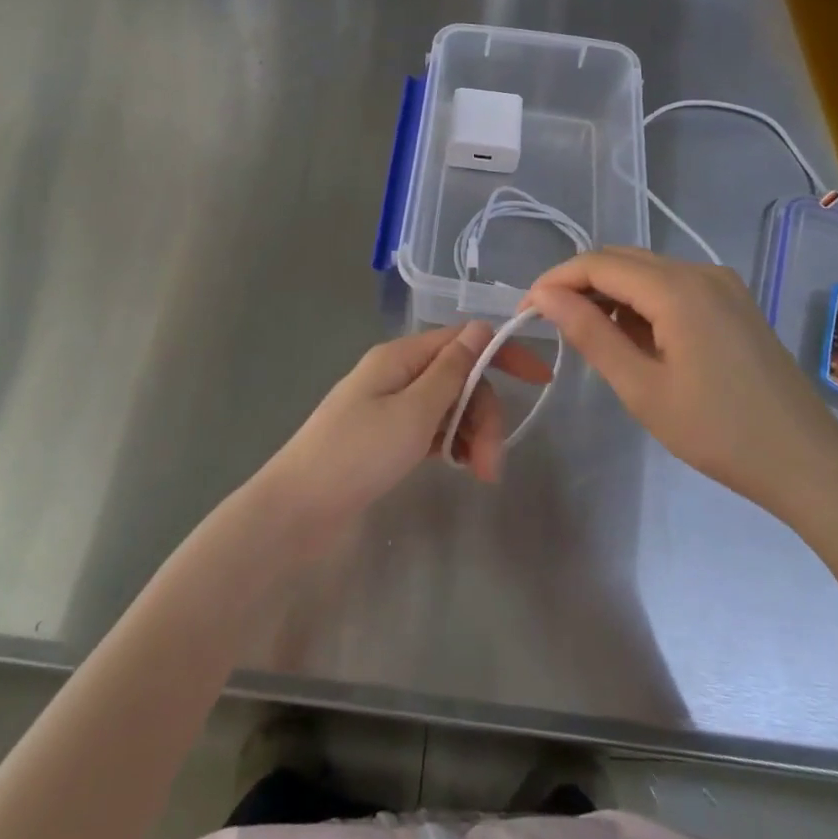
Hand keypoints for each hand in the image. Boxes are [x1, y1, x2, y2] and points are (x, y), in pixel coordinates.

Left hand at [256, 323, 552, 549]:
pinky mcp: (386, 437)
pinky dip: (452, 444)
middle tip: (493, 464)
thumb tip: (482, 327)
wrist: (297, 511)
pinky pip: (432, 429)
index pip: (462, 340)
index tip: (540, 381)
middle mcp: (397, 374)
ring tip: (480, 475)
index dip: (502, 354)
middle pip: (459, 378)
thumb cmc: (356, 455)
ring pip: (448, 406)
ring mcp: (390, 406)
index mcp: (400, 357)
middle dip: (485, 414)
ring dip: (472, 434)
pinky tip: (461, 468)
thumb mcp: (413, 412)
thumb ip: (451, 371)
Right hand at [528, 248, 837, 526]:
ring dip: (611, 292)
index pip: (598, 264)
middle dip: (580, 284)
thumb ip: (590, 334)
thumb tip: (544, 296)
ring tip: (587, 334)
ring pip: (648, 270)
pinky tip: (634, 336)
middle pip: (623, 260)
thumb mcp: (642, 388)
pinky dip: (642, 301)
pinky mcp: (734, 301)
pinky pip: (674, 285)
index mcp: (678, 288)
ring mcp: (723, 283)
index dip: (556, 280)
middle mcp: (701, 271)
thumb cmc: (718, 432)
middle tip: (549, 323)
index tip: (525, 311)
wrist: (807, 462)